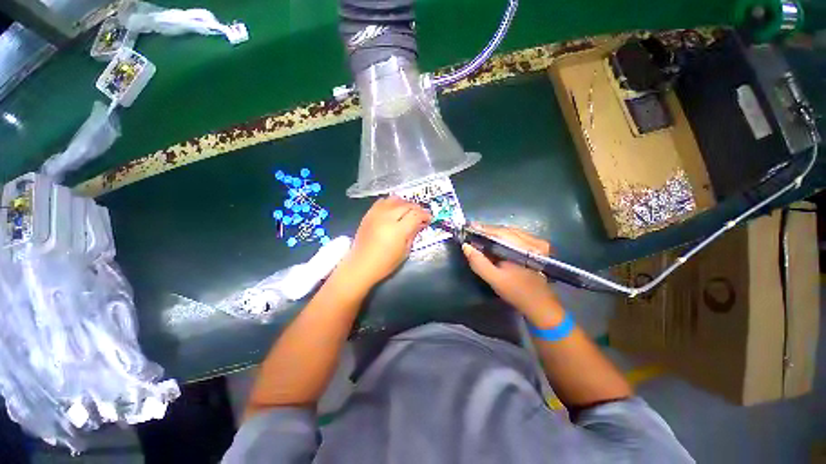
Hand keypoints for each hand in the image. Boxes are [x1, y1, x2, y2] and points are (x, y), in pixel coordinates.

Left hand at [338, 196, 430, 290]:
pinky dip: (390, 202)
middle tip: (420, 215)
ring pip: (394, 199)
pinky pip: (381, 202)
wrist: (360, 265)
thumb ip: (412, 235)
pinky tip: (393, 209)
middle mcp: (387, 218)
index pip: (416, 214)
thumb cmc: (385, 264)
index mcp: (398, 230)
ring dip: (404, 203)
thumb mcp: (404, 252)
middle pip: (406, 205)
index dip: (425, 215)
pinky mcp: (368, 214)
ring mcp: (376, 214)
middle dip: (417, 208)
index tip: (429, 219)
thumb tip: (419, 224)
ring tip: (408, 210)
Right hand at [462, 224, 563, 326]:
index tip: (468, 227)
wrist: (540, 304)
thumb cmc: (516, 292)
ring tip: (480, 235)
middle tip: (472, 231)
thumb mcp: (494, 279)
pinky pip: (517, 236)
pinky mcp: (537, 247)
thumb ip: (479, 262)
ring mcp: (537, 243)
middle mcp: (533, 240)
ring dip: (495, 233)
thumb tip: (466, 246)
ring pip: (511, 232)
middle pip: (505, 229)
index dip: (482, 229)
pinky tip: (494, 241)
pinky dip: (503, 237)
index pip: (499, 232)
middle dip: (488, 230)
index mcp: (523, 247)